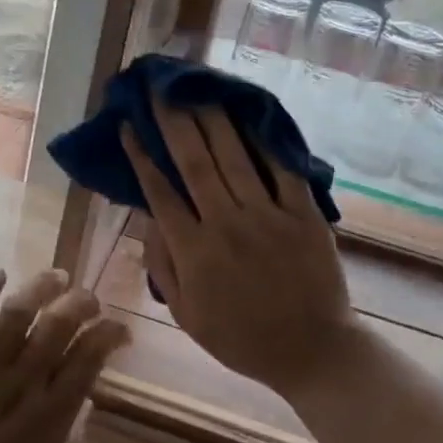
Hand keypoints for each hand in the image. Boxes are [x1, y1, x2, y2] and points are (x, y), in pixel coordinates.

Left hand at [0, 268, 127, 442]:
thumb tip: (86, 401)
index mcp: (52, 416)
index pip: (91, 357)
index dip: (111, 333)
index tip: (118, 330)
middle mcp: (22, 385)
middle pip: (60, 324)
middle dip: (83, 302)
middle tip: (89, 300)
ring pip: (17, 313)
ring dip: (41, 287)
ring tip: (57, 277)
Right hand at [121, 99, 355, 404]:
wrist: (313, 352)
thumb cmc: (242, 338)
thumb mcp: (186, 315)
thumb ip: (163, 266)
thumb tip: (149, 219)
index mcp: (194, 252)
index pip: (159, 192)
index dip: (141, 156)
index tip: (128, 126)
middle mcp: (227, 225)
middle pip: (194, 163)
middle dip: (173, 122)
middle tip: (160, 90)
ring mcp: (268, 216)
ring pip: (234, 157)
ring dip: (212, 120)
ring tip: (197, 90)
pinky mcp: (304, 214)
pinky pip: (283, 170)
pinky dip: (266, 141)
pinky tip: (251, 116)